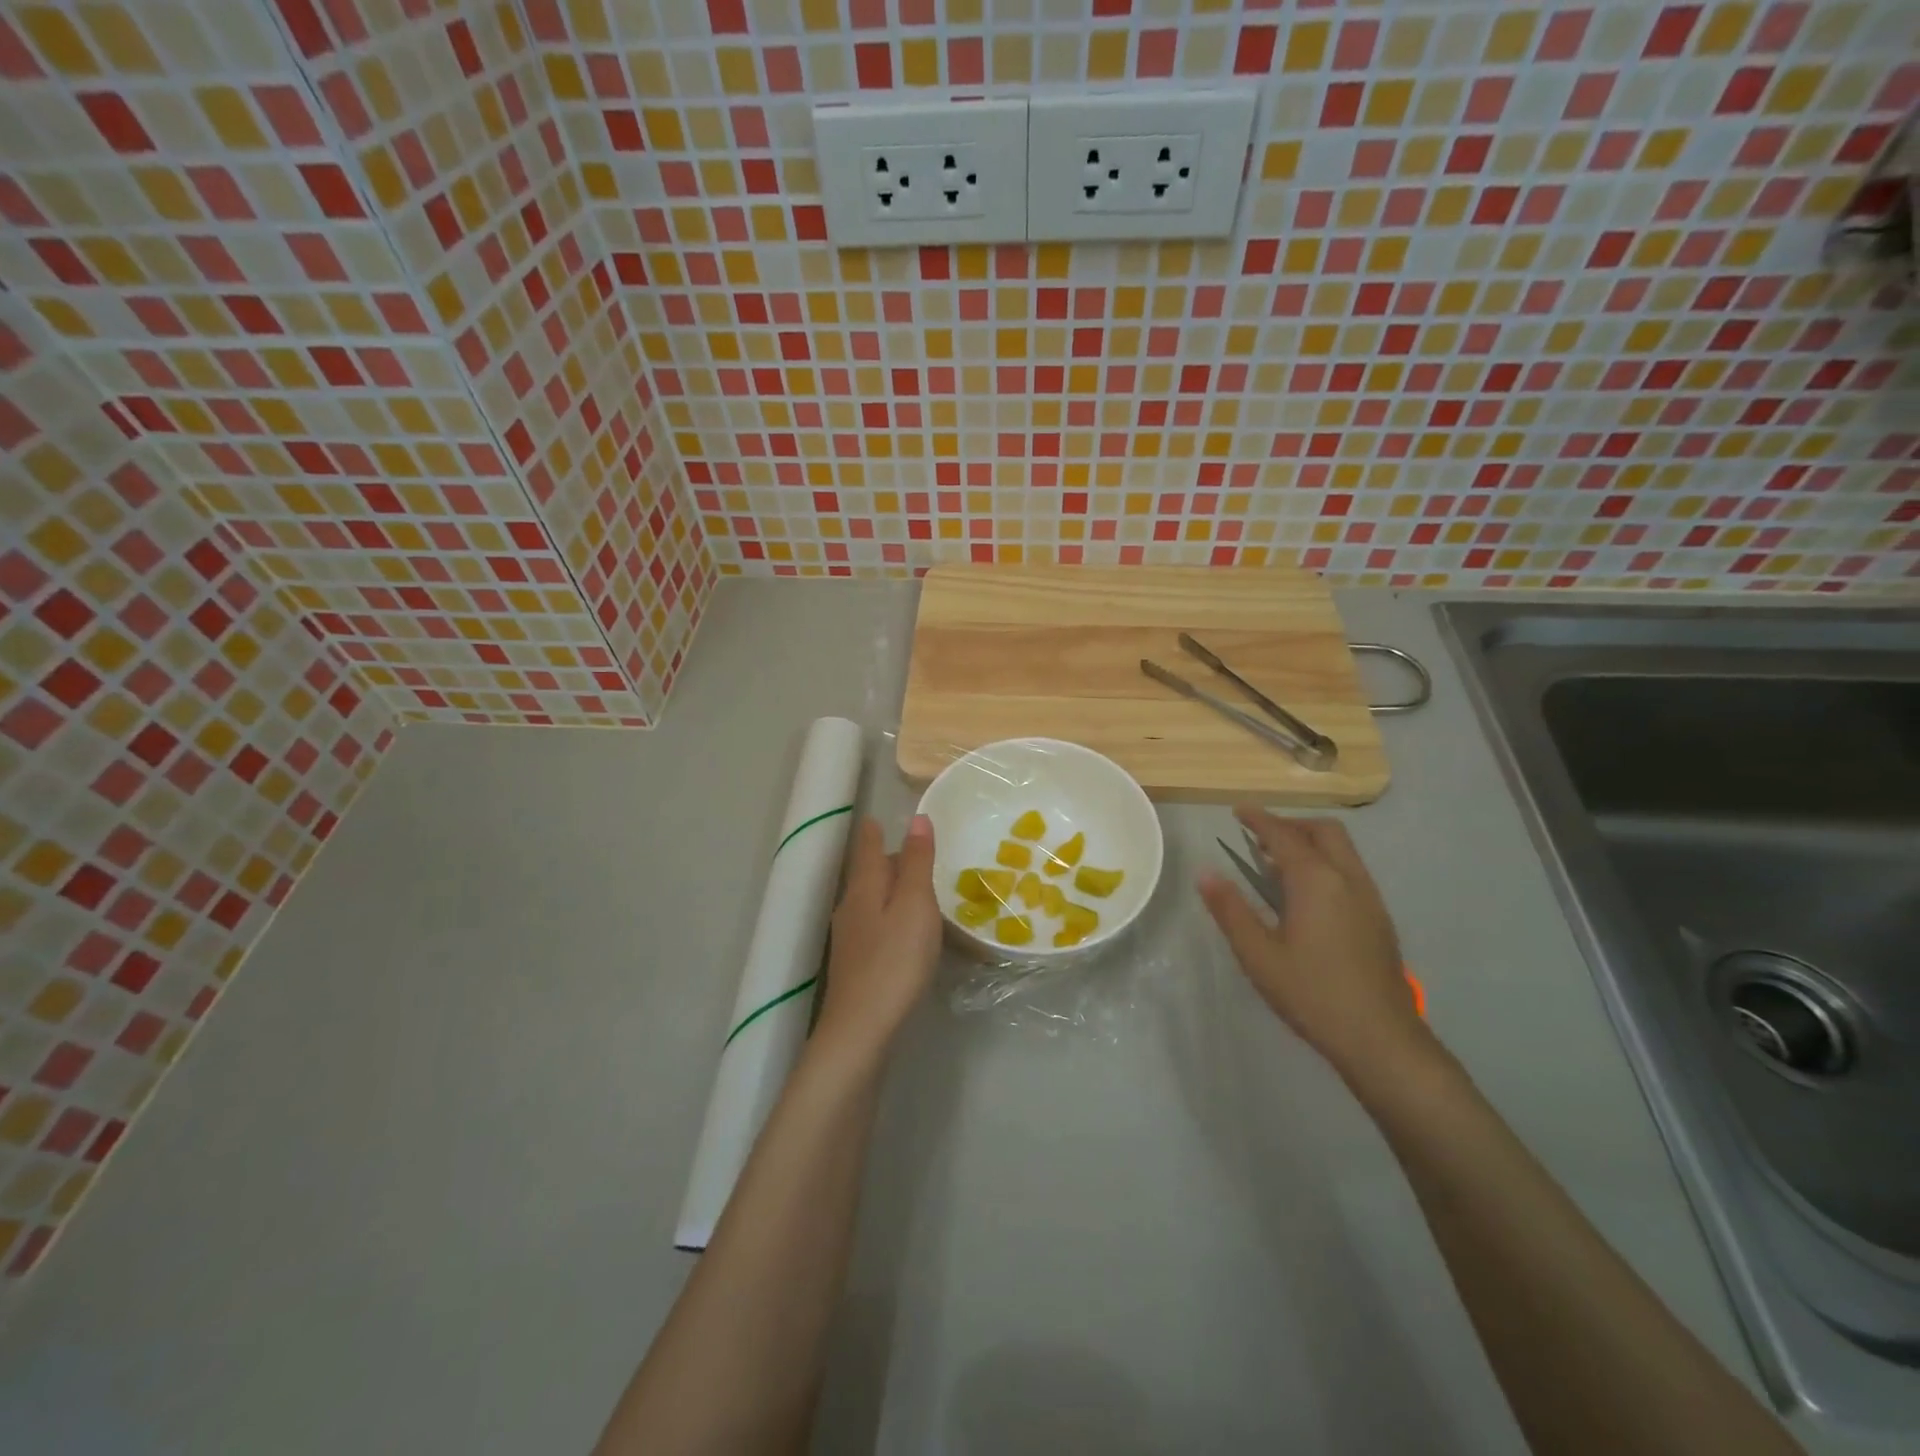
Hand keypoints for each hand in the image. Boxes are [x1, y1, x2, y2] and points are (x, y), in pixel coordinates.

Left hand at [814, 814, 942, 1059]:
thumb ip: (917, 862)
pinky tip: (901, 930)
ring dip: (888, 889)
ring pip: (869, 901)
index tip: (875, 818)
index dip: (873, 832)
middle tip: (911, 851)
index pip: (868, 849)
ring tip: (912, 887)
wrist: (862, 1027)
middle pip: (867, 874)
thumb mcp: (915, 905)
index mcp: (864, 888)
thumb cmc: (895, 960)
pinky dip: (888, 915)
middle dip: (885, 859)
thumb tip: (916, 819)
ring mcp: (849, 938)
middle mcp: (850, 907)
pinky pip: (873, 925)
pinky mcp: (854, 964)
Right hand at [1199, 807, 1427, 1077]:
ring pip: (1342, 850)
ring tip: (1276, 864)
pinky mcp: (1379, 918)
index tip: (1238, 810)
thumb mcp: (1258, 954)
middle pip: (1324, 831)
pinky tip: (1306, 895)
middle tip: (1259, 837)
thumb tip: (1205, 872)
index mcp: (1316, 881)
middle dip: (1290, 825)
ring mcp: (1369, 898)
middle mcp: (1348, 879)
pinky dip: (1325, 863)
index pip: (1284, 836)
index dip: (1259, 819)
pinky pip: (1350, 870)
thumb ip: (1230, 909)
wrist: (1381, 1038)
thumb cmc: (1312, 994)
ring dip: (1310, 843)